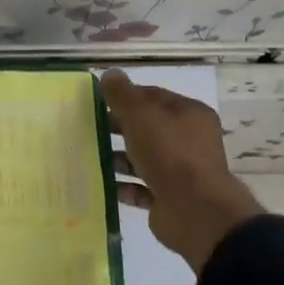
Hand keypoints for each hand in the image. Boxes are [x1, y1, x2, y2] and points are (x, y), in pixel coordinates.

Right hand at [100, 69, 263, 273]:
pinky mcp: (168, 199)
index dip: (126, 96)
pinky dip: (122, 186)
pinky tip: (100, 183)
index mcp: (190, 115)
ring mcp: (180, 172)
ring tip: (88, 156)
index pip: (154, 97)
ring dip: (118, 158)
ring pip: (143, 159)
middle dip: (119, 128)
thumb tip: (109, 73)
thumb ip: (122, 95)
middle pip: (148, 128)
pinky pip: (140, 188)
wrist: (195, 211)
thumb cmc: (170, 154)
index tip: (97, 101)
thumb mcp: (142, 116)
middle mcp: (188, 141)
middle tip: (88, 128)